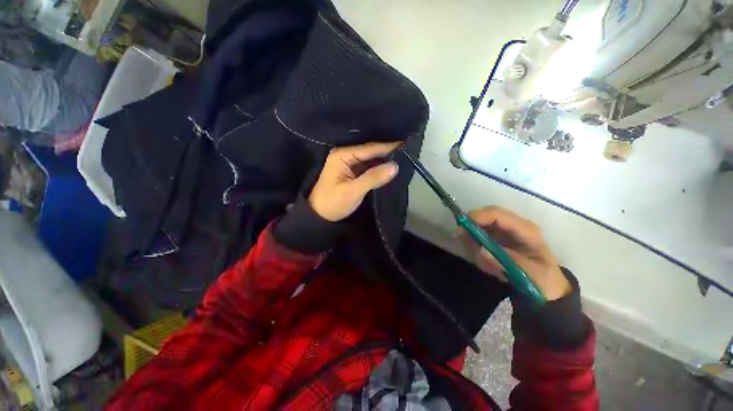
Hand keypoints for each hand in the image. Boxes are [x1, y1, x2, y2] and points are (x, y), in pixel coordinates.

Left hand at [310, 142, 400, 221]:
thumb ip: (373, 178)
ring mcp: (350, 163)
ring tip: (405, 156)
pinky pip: (370, 166)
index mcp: (342, 155)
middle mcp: (346, 155)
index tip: (407, 143)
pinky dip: (380, 167)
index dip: (388, 147)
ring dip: (386, 159)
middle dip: (389, 152)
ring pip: (372, 159)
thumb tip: (395, 166)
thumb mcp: (352, 191)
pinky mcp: (354, 171)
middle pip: (371, 151)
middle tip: (409, 149)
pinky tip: (392, 166)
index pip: (369, 148)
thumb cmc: (333, 203)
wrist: (320, 216)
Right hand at [458, 206, 571, 300]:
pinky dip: (474, 242)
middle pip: (486, 215)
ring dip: (472, 235)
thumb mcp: (531, 274)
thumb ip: (508, 262)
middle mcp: (514, 225)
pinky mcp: (499, 237)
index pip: (497, 214)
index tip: (461, 228)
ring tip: (472, 253)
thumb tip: (482, 251)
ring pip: (481, 223)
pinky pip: (480, 233)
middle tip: (458, 237)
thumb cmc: (543, 281)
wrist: (548, 288)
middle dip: (470, 224)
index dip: (477, 217)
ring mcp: (506, 230)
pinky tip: (479, 255)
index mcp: (525, 229)